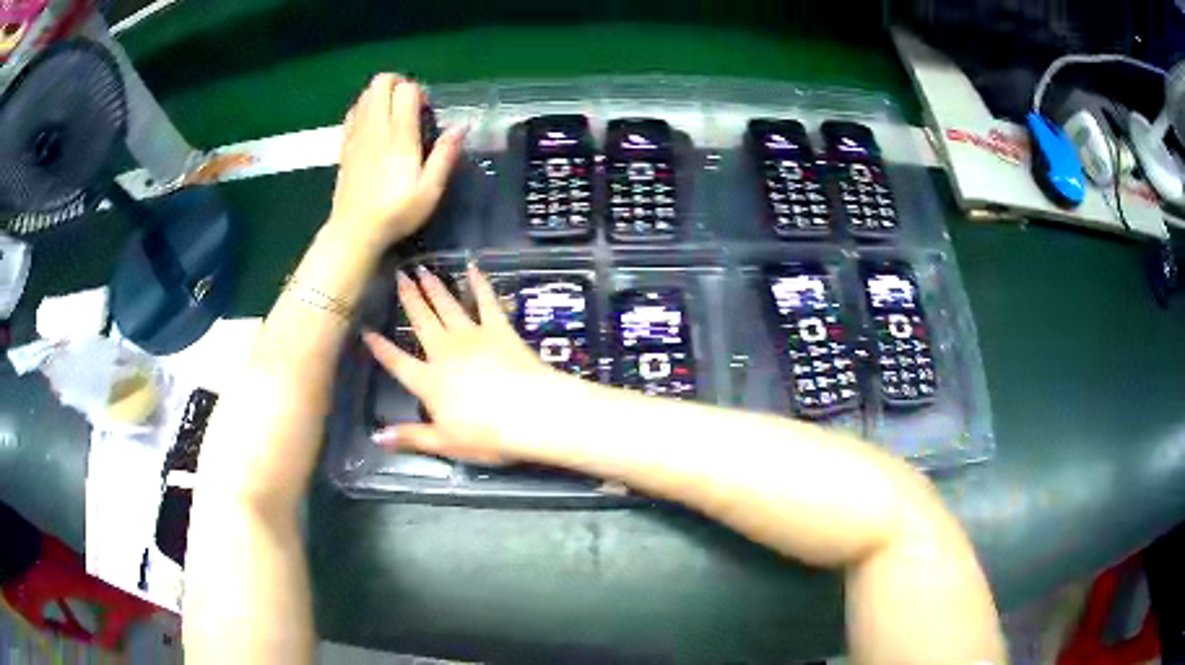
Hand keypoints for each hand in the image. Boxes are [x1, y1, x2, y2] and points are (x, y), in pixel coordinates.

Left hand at [329, 73, 463, 248]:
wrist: (354, 232)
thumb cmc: (396, 213)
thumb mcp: (430, 191)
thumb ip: (445, 155)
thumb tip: (461, 127)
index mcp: (399, 136)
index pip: (406, 90)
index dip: (418, 92)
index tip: (424, 112)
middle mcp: (376, 127)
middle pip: (381, 82)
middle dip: (398, 84)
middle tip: (408, 105)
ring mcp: (356, 134)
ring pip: (365, 93)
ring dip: (381, 94)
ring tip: (392, 115)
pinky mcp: (345, 145)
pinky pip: (353, 111)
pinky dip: (364, 108)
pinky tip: (373, 126)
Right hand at [362, 265, 574, 462]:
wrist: (531, 413)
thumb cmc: (487, 435)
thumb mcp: (444, 443)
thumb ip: (410, 437)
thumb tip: (376, 437)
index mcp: (429, 381)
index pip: (397, 362)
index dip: (381, 348)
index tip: (367, 330)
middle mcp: (445, 352)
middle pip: (422, 322)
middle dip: (409, 299)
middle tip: (400, 276)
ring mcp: (473, 336)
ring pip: (447, 306)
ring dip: (434, 287)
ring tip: (423, 270)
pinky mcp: (499, 329)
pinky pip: (486, 301)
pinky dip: (479, 283)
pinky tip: (473, 267)